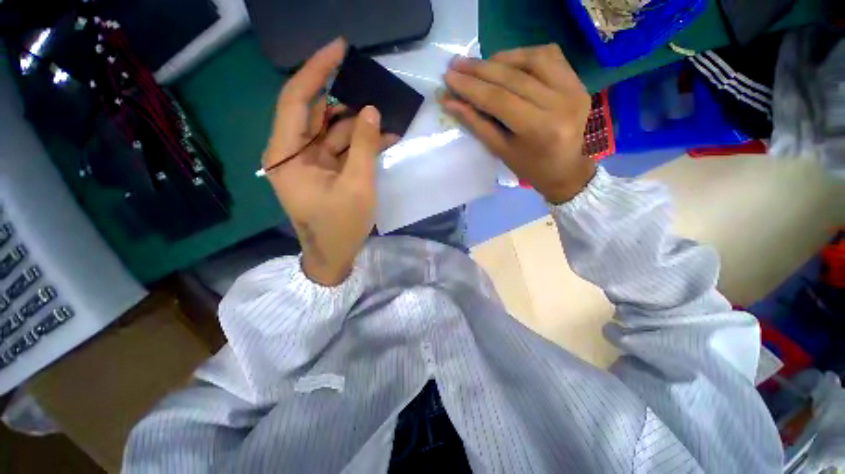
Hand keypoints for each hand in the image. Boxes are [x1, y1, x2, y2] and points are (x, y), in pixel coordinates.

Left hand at [263, 38, 395, 285]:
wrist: (333, 256)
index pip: (296, 99)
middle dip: (347, 103)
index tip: (339, 48)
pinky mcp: (323, 171)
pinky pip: (341, 148)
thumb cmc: (341, 226)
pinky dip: (360, 144)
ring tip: (386, 126)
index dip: (317, 70)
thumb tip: (372, 111)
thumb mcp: (357, 185)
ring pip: (333, 131)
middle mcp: (292, 152)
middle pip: (317, 114)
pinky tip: (382, 141)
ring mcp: (309, 162)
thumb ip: (364, 146)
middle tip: (373, 93)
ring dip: (360, 127)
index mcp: (287, 154)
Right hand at [442, 44, 595, 203]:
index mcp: (539, 129)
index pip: (499, 99)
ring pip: (533, 58)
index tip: (449, 77)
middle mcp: (560, 103)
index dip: (471, 87)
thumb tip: (450, 102)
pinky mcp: (578, 82)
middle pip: (514, 77)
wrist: (564, 169)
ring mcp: (574, 89)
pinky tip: (508, 63)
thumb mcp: (499, 150)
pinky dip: (524, 55)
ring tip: (480, 65)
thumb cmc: (528, 166)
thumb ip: (476, 123)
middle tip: (457, 64)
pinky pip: (550, 56)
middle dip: (480, 69)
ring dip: (502, 59)